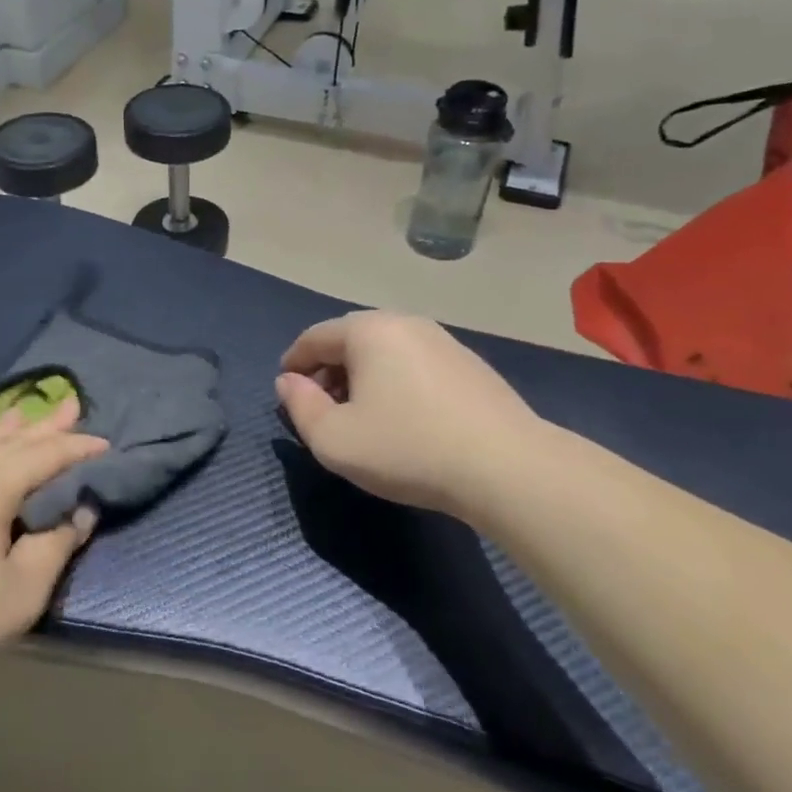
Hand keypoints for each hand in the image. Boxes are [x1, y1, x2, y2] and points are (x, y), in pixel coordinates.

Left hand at [0, 400, 107, 697]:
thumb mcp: (21, 592)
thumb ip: (56, 546)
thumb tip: (80, 512)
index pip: (43, 456)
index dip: (77, 448)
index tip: (105, 444)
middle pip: (8, 440)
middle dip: (44, 425)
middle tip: (70, 405)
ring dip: (1, 428)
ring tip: (20, 413)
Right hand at [276, 311, 541, 516]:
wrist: (506, 467)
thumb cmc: (407, 448)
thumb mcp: (333, 439)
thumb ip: (299, 406)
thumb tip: (289, 382)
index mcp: (369, 331)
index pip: (314, 337)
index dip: (293, 363)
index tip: (285, 390)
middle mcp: (405, 323)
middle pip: (350, 340)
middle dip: (328, 371)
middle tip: (320, 408)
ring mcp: (443, 341)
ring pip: (385, 352)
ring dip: (361, 377)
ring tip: (359, 416)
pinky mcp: (470, 365)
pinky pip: (414, 364)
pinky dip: (394, 382)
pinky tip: (401, 418)